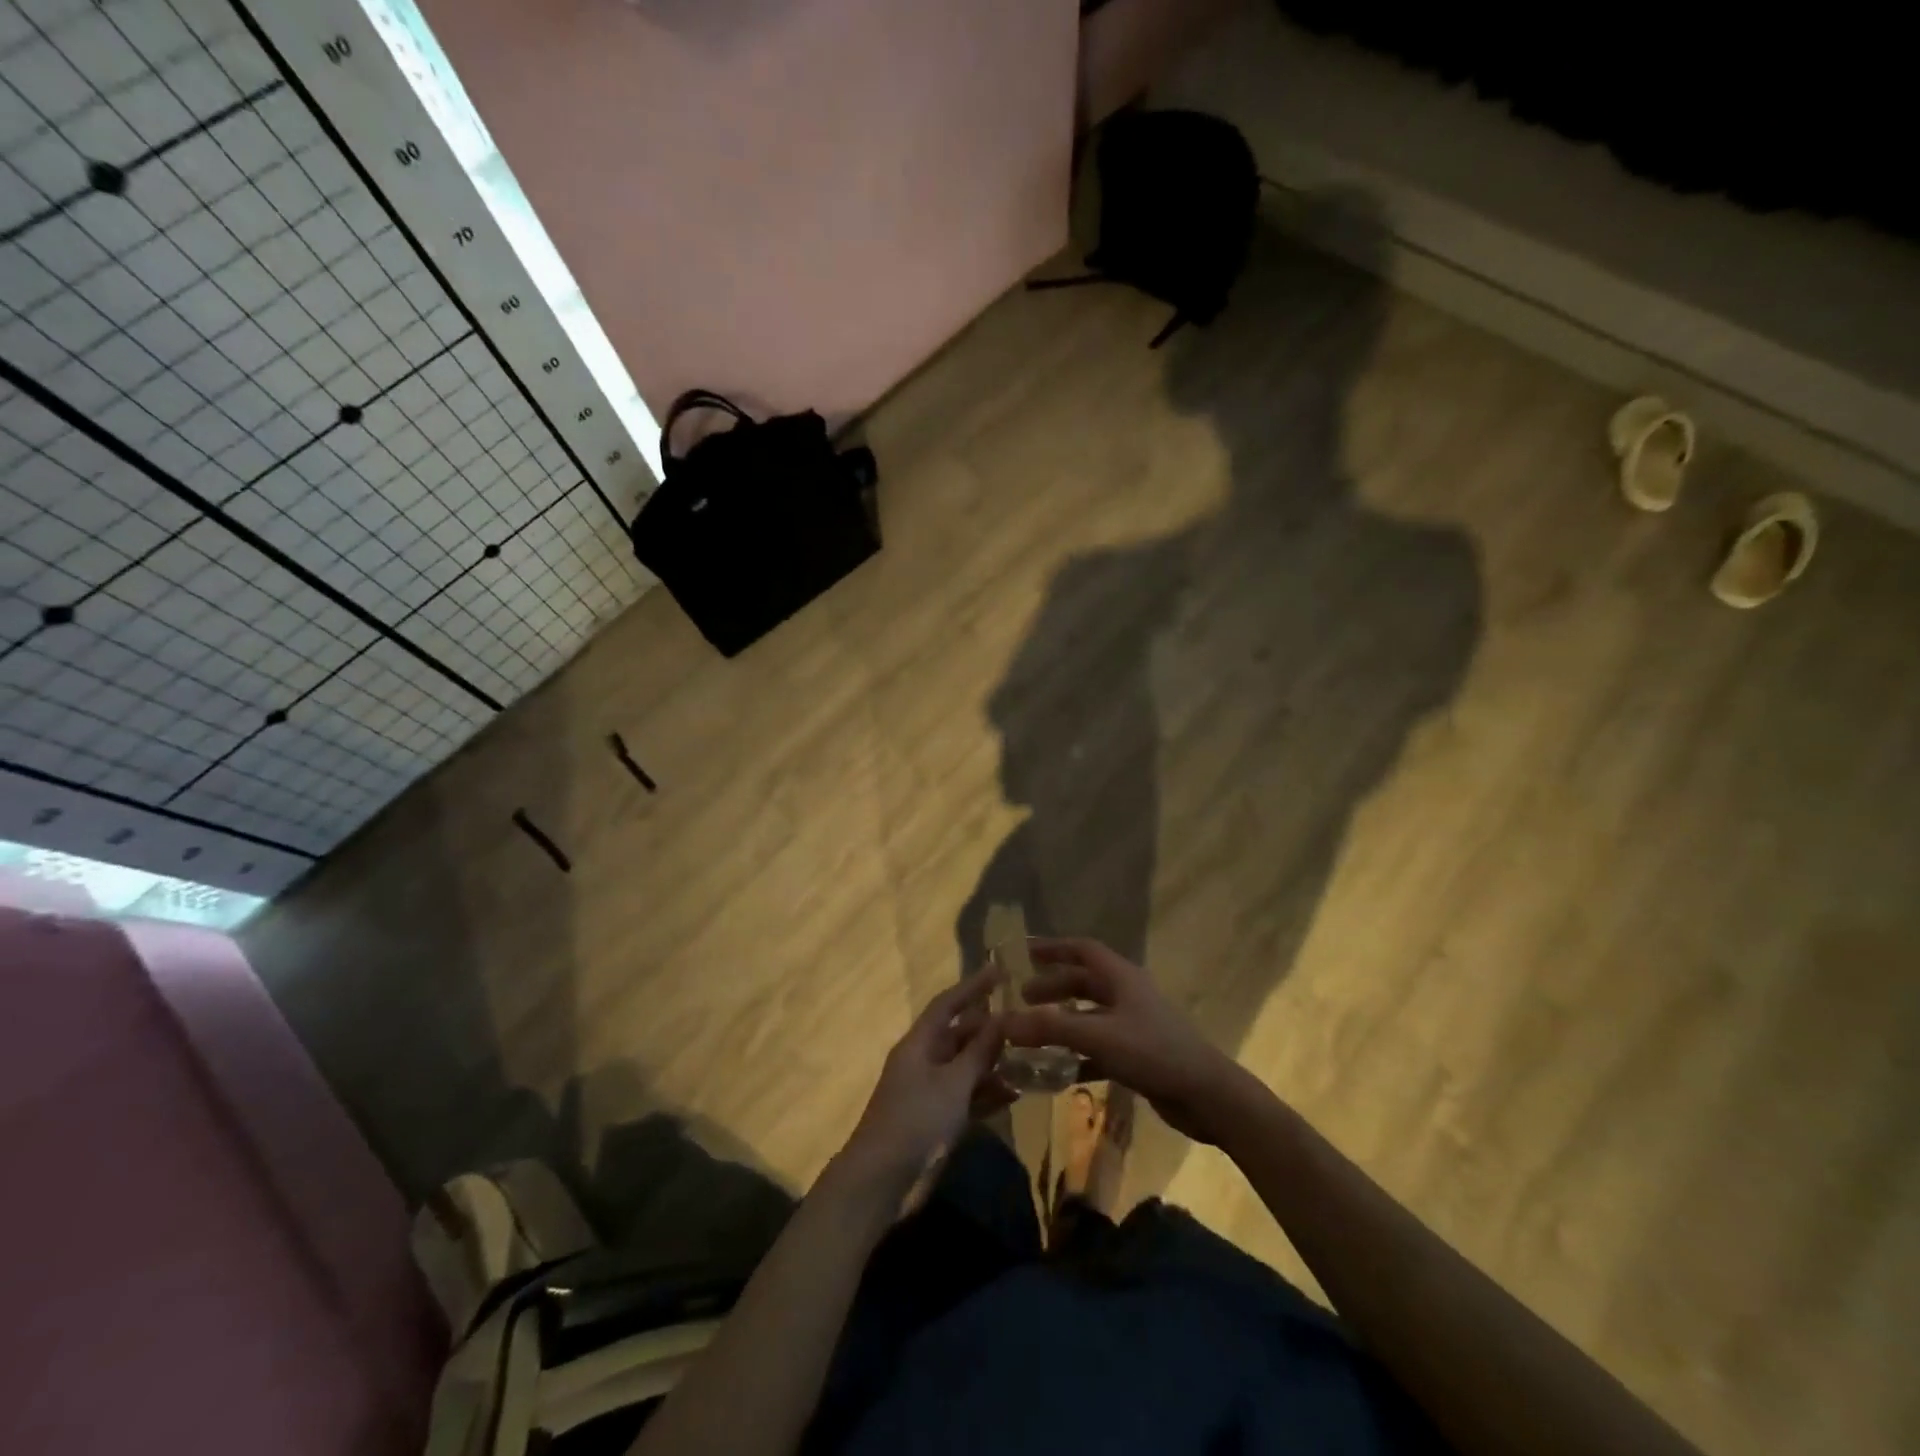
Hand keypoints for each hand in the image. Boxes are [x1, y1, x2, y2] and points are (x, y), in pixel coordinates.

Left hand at [841, 967, 1015, 1187]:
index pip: (948, 1004)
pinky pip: (967, 1097)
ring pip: (966, 1068)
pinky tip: (1015, 1094)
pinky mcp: (937, 1120)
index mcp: (919, 1043)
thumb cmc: (916, 1120)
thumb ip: (978, 1052)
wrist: (882, 1181)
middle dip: (989, 1029)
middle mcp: (924, 1061)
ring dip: (993, 1064)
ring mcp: (930, 1092)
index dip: (972, 986)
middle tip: (1025, 1021)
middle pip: (959, 1035)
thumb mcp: (953, 1083)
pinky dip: (987, 1094)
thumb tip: (1001, 1018)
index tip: (1000, 969)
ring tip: (1029, 1058)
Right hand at [1003, 939, 1252, 1144]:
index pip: (1083, 949)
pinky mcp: (1139, 1054)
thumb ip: (1051, 1028)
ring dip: (1063, 1022)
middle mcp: (1127, 994)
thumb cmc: (1153, 1052)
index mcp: (1121, 977)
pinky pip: (1100, 1047)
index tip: (1024, 951)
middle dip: (1053, 987)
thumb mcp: (1098, 1036)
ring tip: (1033, 1035)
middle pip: (1084, 982)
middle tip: (1022, 999)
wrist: (1207, 1096)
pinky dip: (1078, 1054)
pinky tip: (1059, 1072)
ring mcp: (1135, 1025)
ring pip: (1090, 1015)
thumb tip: (1004, 1021)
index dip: (1053, 947)